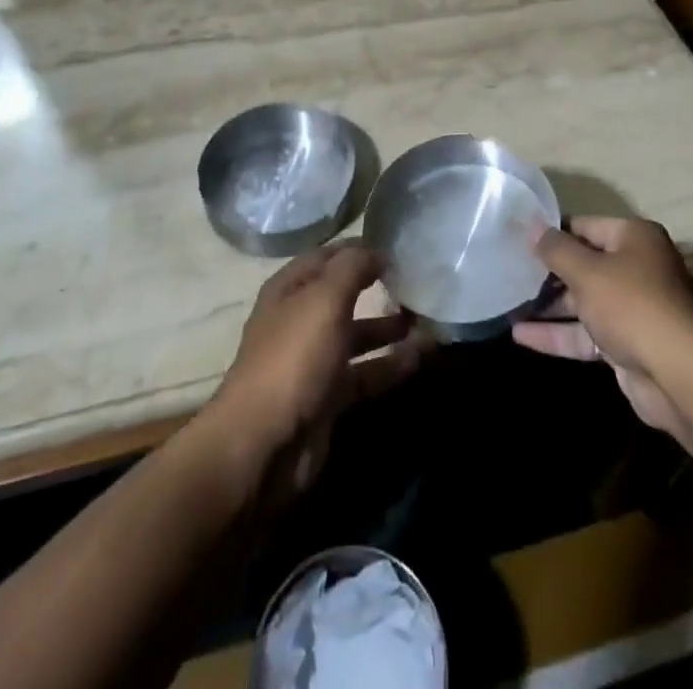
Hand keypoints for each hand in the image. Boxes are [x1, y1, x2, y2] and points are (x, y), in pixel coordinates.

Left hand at [209, 242, 420, 499]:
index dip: (358, 249)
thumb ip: (353, 268)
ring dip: (389, 328)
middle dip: (377, 287)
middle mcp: (299, 320)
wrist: (264, 445)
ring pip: (357, 335)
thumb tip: (379, 250)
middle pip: (343, 295)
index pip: (327, 256)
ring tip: (428, 319)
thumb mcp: (324, 300)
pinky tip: (420, 358)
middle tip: (419, 281)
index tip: (398, 246)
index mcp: (290, 290)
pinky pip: (365, 373)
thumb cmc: (293, 358)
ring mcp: (313, 360)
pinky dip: (391, 365)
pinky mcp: (328, 398)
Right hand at [512, 217, 692, 439]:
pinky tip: (520, 335)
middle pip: (584, 263)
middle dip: (548, 271)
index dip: (552, 231)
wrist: (676, 375)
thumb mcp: (587, 271)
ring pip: (583, 300)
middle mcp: (637, 267)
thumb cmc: (631, 305)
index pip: (585, 225)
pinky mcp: (625, 344)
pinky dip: (558, 333)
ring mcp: (632, 308)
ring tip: (507, 302)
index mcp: (634, 238)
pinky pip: (585, 333)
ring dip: (549, 304)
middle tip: (508, 269)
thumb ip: (556, 249)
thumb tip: (531, 226)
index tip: (517, 236)